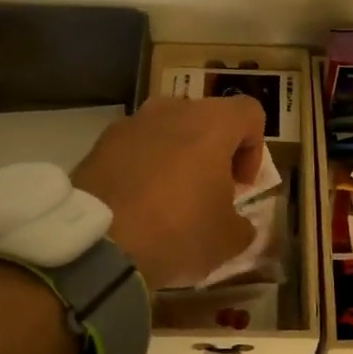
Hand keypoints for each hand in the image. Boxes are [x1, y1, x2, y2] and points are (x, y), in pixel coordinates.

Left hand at [72, 95, 267, 289]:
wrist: (98, 243)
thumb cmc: (178, 231)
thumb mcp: (228, 240)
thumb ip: (242, 225)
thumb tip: (237, 224)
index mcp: (212, 123)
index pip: (250, 113)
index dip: (254, 148)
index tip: (241, 184)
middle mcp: (172, 110)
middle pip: (205, 119)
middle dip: (212, 151)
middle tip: (208, 191)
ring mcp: (131, 123)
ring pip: (167, 131)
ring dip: (176, 157)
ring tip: (170, 199)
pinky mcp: (100, 143)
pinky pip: (134, 148)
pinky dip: (142, 168)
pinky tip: (137, 205)